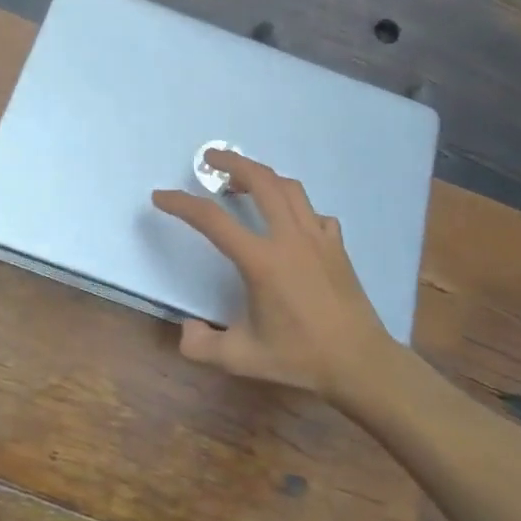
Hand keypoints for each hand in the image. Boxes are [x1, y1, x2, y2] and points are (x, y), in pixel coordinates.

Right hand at [151, 151, 394, 397]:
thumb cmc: (300, 358)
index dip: (182, 204)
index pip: (212, 220)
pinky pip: (314, 212)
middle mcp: (289, 238)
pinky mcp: (336, 245)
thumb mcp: (242, 358)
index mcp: (261, 260)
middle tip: (210, 158)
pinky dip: (296, 207)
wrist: (360, 362)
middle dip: (232, 162)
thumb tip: (185, 330)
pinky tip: (289, 221)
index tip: (161, 196)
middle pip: (260, 181)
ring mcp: (318, 237)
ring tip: (244, 180)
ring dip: (263, 176)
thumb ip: (203, 346)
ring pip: (289, 188)